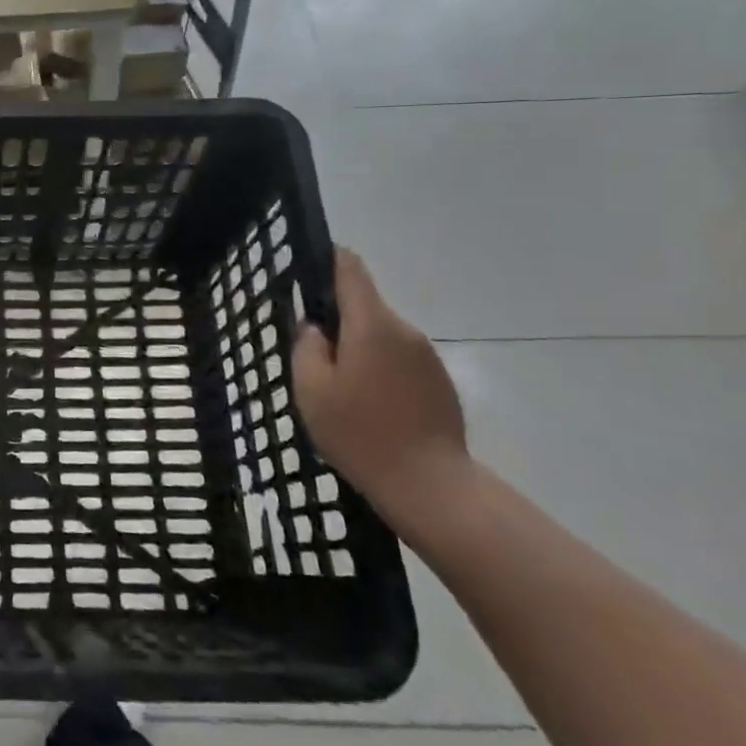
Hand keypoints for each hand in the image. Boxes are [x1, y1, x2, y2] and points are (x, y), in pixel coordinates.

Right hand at [293, 248, 471, 538]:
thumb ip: (306, 346)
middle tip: (312, 357)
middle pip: (364, 305)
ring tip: (338, 389)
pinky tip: (368, 406)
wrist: (430, 485)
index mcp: (371, 324)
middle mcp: (404, 330)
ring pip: (380, 335)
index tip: (306, 271)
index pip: (350, 268)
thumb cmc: (360, 433)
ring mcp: (427, 356)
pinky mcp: (439, 381)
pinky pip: (399, 360)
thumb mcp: (311, 389)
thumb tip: (314, 326)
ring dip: (358, 349)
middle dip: (337, 320)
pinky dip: (379, 370)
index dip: (327, 260)